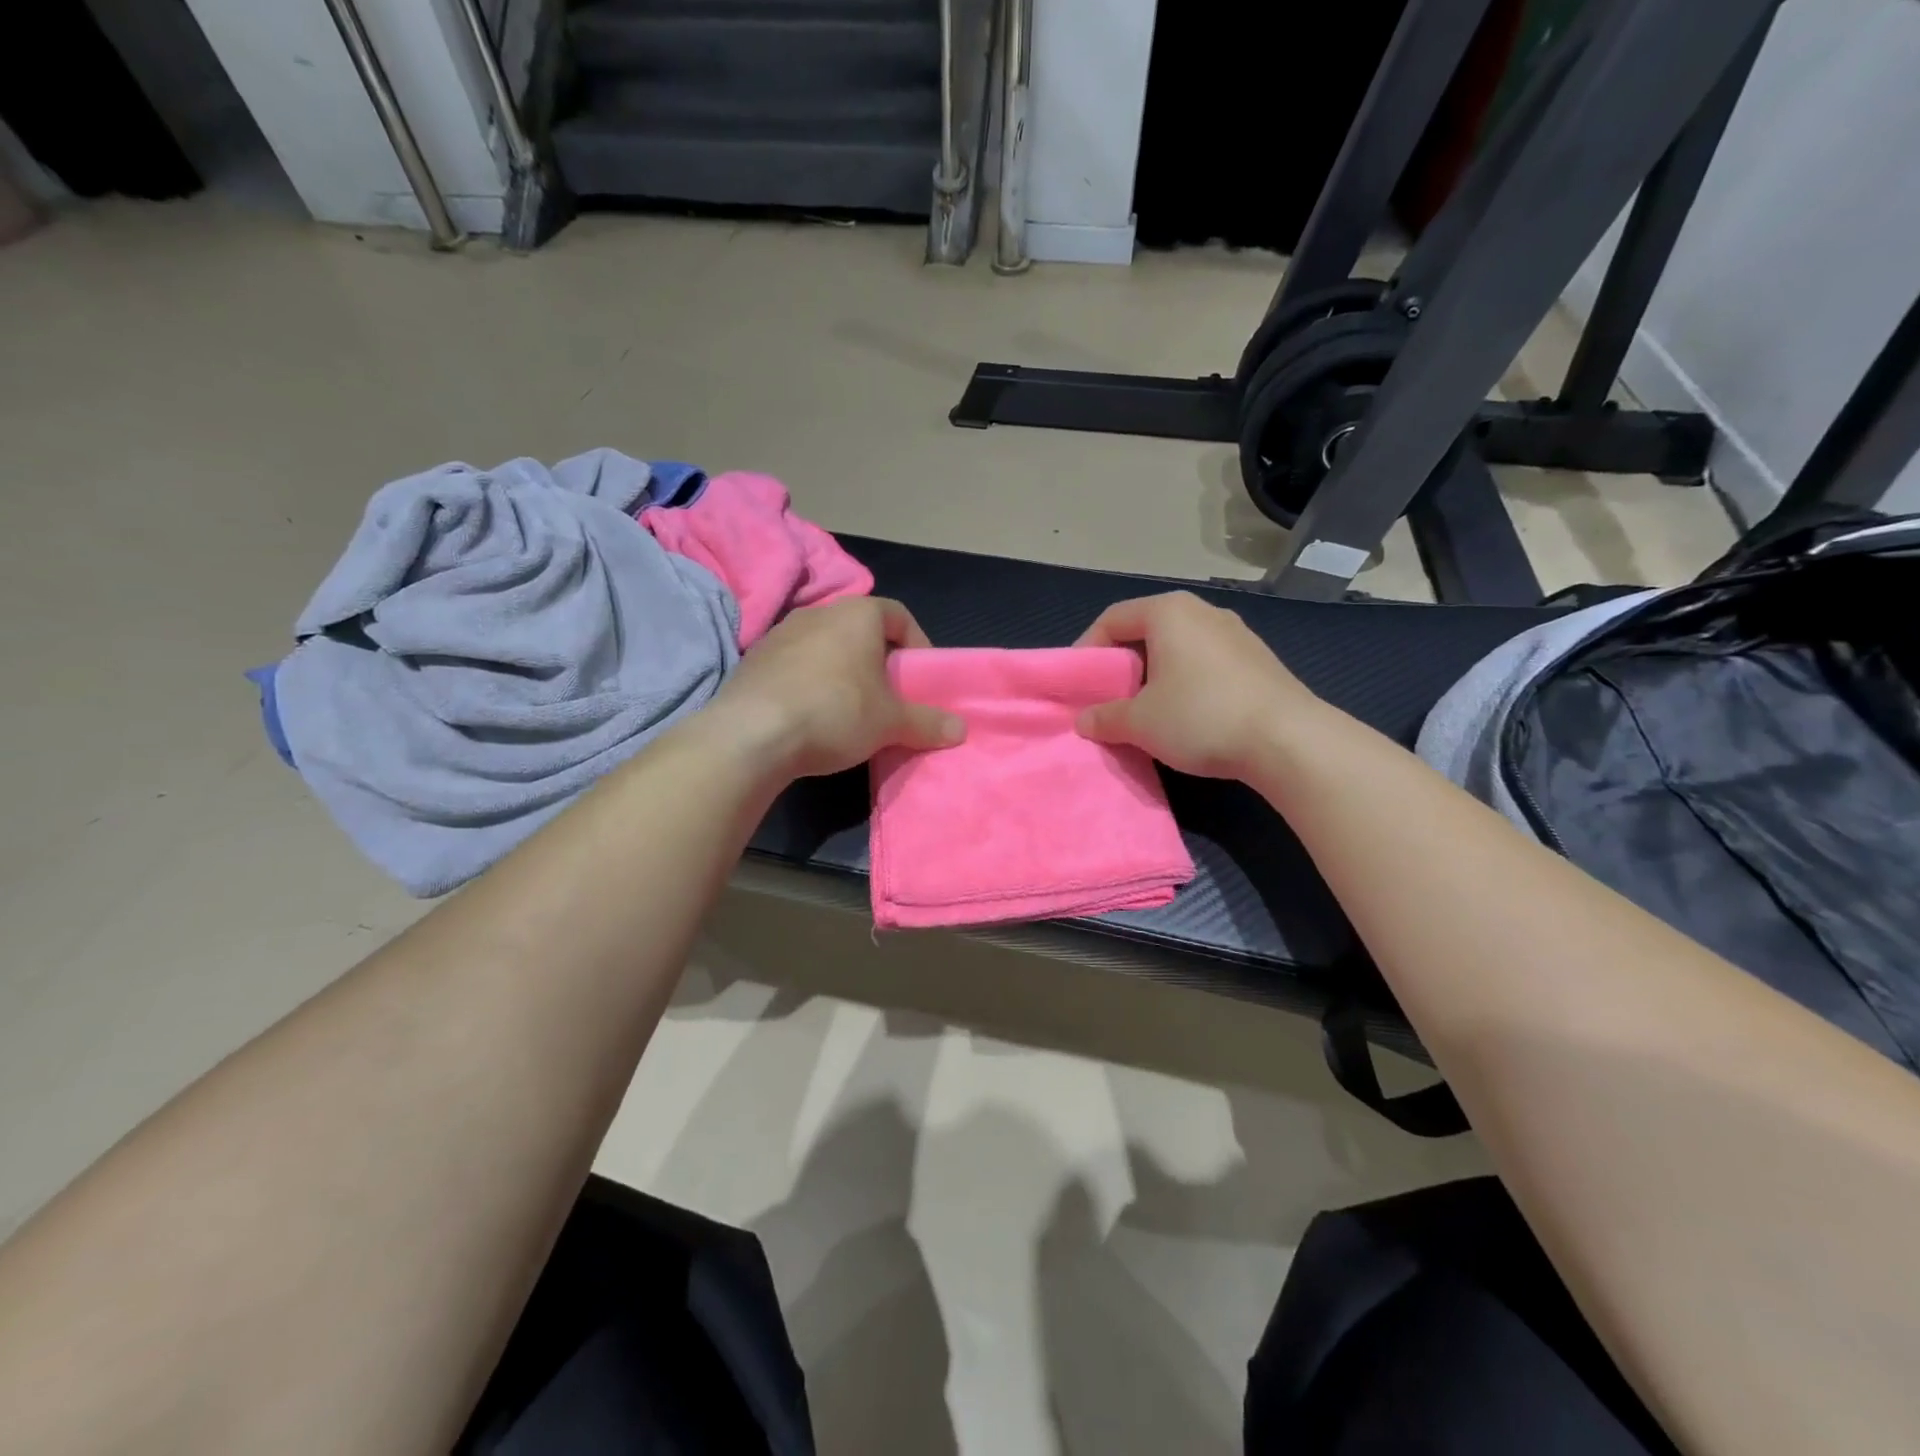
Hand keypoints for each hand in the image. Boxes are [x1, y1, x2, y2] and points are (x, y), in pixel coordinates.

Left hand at [711, 597, 964, 778]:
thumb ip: (928, 723)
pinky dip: (809, 682)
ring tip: (849, 709)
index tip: (920, 678)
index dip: (918, 644)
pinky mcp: (753, 659)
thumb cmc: (835, 712)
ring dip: (842, 671)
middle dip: (879, 661)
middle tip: (889, 696)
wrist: (751, 734)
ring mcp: (780, 633)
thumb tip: (960, 729)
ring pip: (825, 646)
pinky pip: (795, 664)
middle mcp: (818, 612)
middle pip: (861, 630)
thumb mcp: (891, 723)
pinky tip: (810, 715)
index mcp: (857, 614)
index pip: (899, 615)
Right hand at [1074, 593, 1319, 778]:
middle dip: (1122, 665)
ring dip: (1154, 676)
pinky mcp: (1258, 660)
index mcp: (1169, 612)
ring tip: (1146, 711)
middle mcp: (1203, 612)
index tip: (1079, 684)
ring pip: (1178, 648)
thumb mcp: (1140, 722)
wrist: (1288, 740)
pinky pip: (1206, 663)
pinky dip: (1185, 682)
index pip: (1112, 618)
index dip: (1087, 649)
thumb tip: (1084, 722)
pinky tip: (1187, 716)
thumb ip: (1104, 718)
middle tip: (1109, 699)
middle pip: (1146, 631)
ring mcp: (1236, 634)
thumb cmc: (1200, 717)